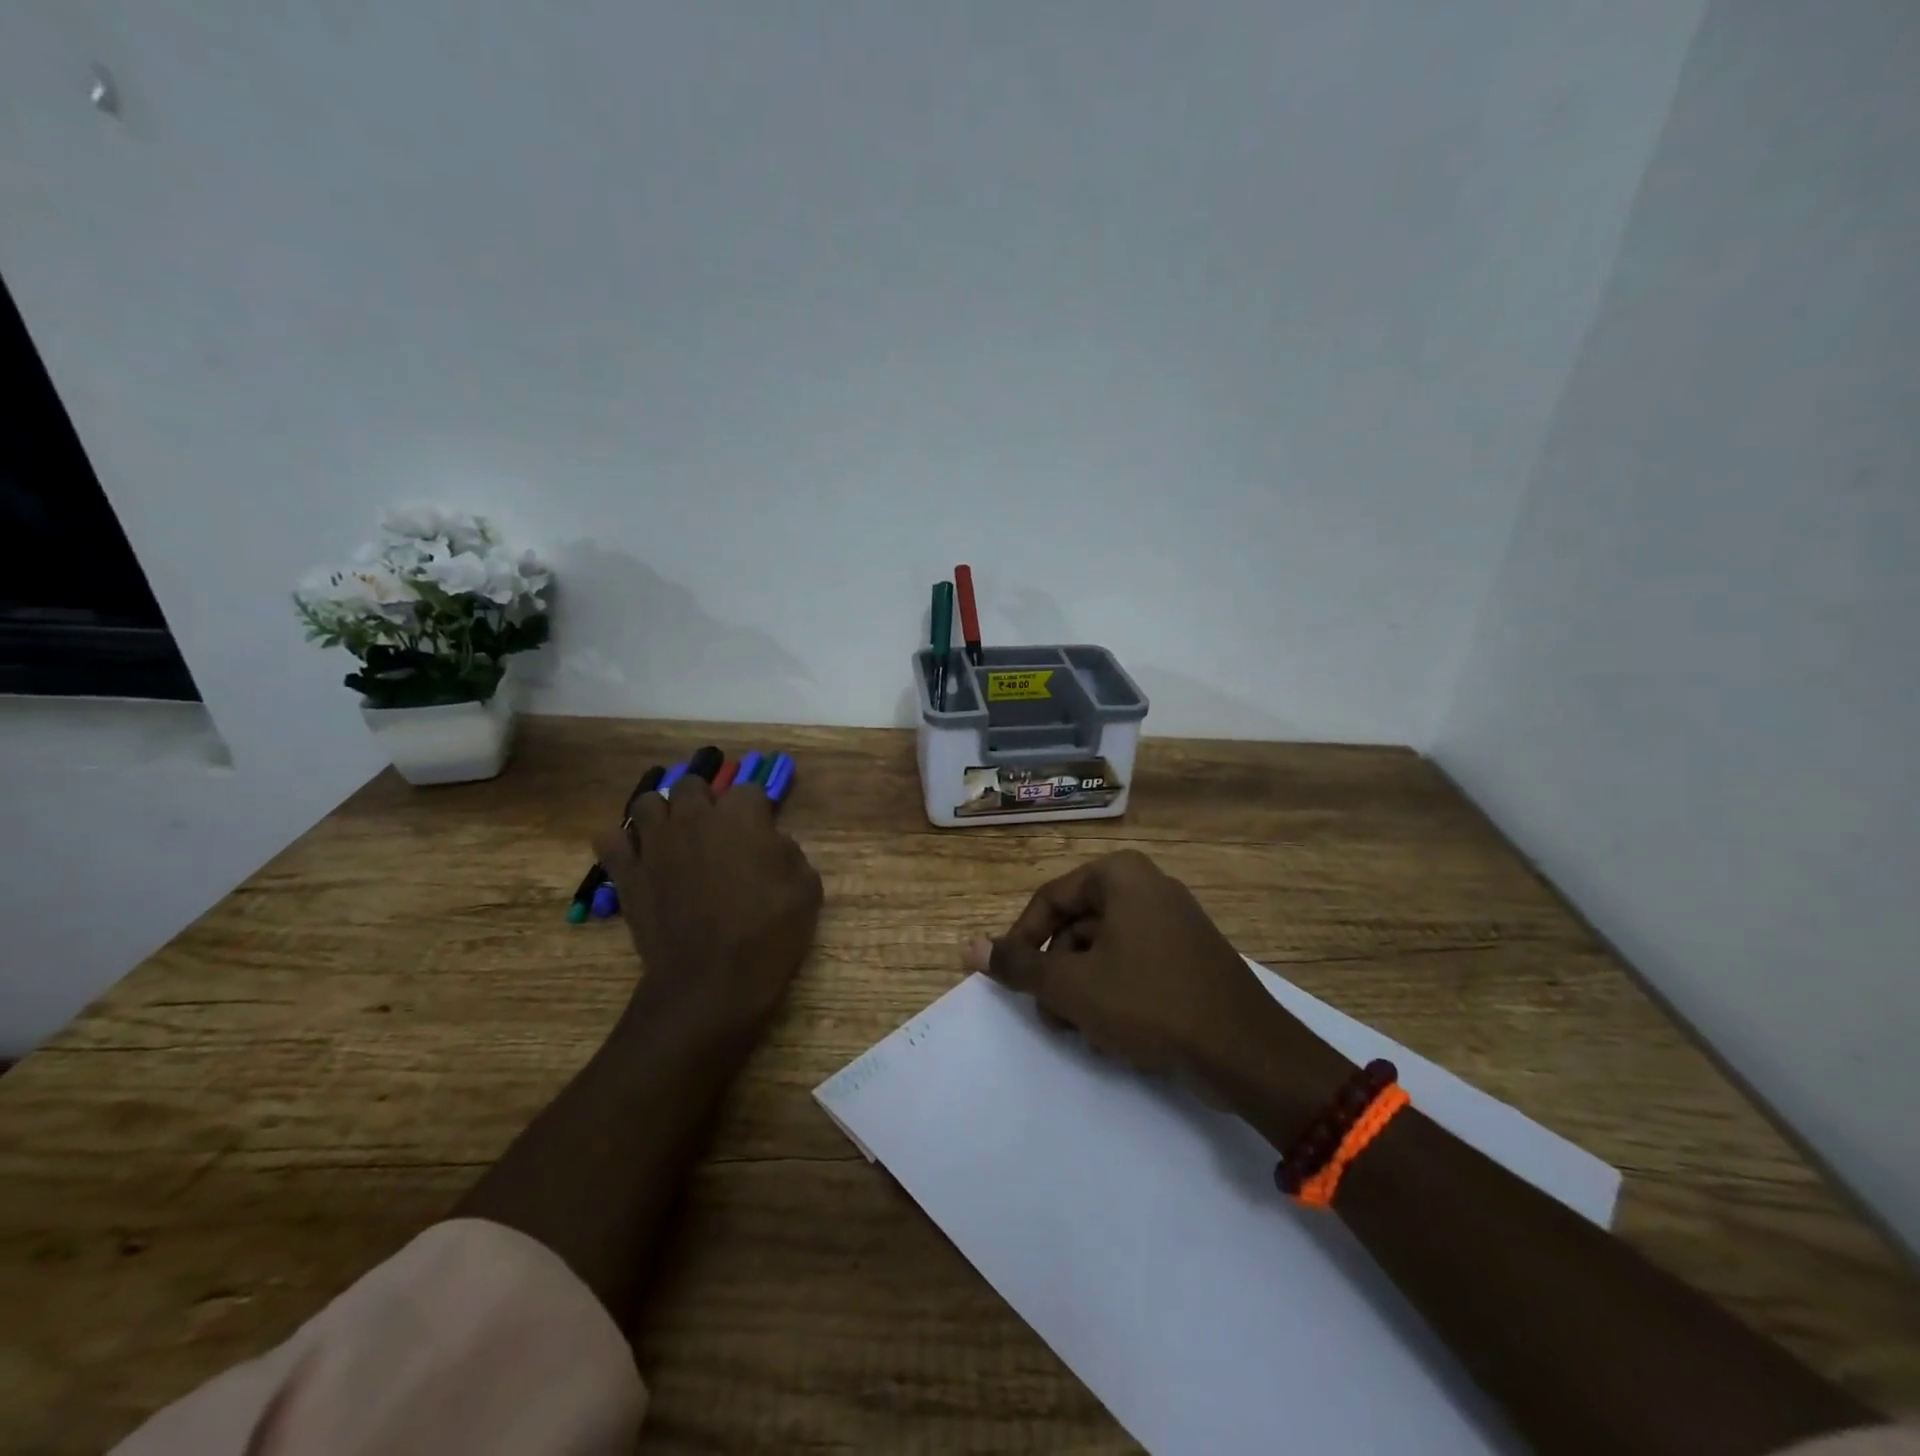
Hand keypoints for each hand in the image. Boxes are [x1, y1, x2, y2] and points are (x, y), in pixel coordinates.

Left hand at [594, 776, 821, 1032]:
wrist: (713, 982)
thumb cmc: (768, 934)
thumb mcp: (806, 890)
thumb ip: (789, 853)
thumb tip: (772, 843)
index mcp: (741, 816)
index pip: (749, 789)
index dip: (757, 810)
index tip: (762, 830)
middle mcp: (694, 818)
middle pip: (692, 784)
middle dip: (705, 800)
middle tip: (716, 830)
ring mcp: (655, 843)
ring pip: (646, 803)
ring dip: (662, 814)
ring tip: (674, 837)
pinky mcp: (628, 873)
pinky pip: (610, 840)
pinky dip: (622, 844)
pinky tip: (639, 858)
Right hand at [966, 850, 1345, 1109]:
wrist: (1245, 1051)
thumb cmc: (1149, 1003)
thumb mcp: (1072, 985)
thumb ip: (1019, 965)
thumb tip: (967, 947)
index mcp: (1120, 876)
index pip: (1050, 901)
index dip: (1022, 943)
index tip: (1013, 983)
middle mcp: (1148, 885)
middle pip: (1077, 926)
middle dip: (1058, 975)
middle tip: (1053, 1017)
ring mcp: (1174, 920)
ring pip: (1104, 950)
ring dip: (1084, 991)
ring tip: (1087, 1032)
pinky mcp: (1191, 954)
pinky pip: (1135, 963)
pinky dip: (1117, 994)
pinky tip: (1119, 1034)